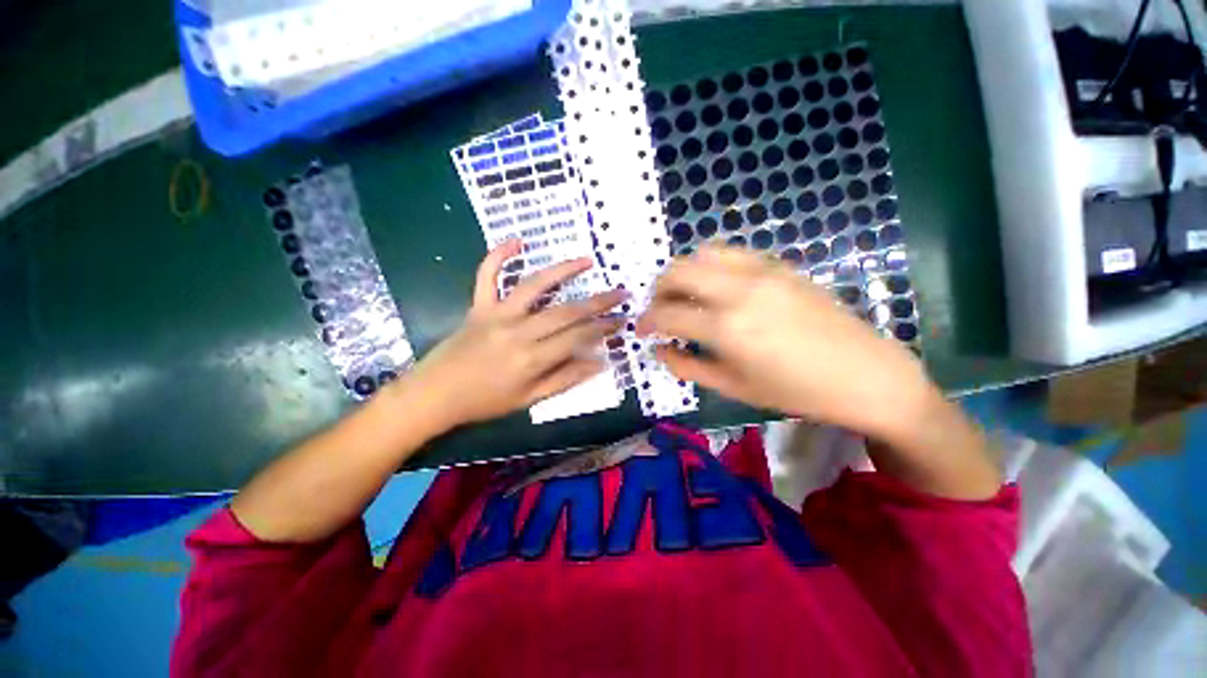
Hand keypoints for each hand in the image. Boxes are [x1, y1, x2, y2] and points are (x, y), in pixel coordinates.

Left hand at [402, 240, 625, 432]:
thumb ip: (566, 379)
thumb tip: (600, 363)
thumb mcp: (529, 399)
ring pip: (534, 286)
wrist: (434, 395)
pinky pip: (486, 276)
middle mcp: (518, 332)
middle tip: (620, 293)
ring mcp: (496, 314)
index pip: (577, 338)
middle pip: (565, 311)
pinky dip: (498, 255)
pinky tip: (517, 241)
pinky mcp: (478, 306)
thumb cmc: (484, 402)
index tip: (621, 319)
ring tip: (587, 261)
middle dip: (597, 302)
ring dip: (563, 270)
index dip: (602, 328)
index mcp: (531, 359)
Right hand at [636, 245, 938, 442]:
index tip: (641, 329)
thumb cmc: (795, 391)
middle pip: (678, 271)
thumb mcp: (733, 387)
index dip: (647, 321)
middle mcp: (738, 290)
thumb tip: (659, 349)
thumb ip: (687, 367)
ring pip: (703, 252)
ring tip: (686, 294)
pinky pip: (733, 253)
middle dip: (658, 289)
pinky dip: (712, 264)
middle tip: (660, 309)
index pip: (668, 314)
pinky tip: (718, 286)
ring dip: (685, 272)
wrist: (865, 374)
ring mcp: (762, 272)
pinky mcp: (780, 266)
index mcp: (726, 328)